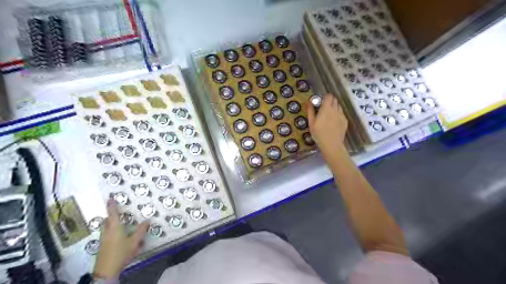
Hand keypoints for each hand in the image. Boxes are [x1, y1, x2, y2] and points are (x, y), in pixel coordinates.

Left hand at [93, 198, 148, 279]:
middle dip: (111, 215)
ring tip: (119, 224)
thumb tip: (148, 220)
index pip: (113, 214)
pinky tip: (118, 237)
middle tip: (118, 212)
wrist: (106, 271)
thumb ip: (141, 231)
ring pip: (106, 228)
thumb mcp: (135, 242)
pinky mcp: (102, 246)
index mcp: (115, 228)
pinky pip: (106, 234)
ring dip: (110, 224)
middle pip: (107, 221)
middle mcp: (107, 231)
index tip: (110, 198)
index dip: (112, 206)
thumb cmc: (121, 253)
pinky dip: (111, 231)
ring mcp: (103, 240)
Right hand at [306, 94, 350, 156]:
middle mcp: (335, 109)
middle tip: (324, 107)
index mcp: (326, 108)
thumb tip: (308, 102)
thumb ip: (310, 111)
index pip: (328, 96)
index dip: (325, 96)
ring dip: (334, 107)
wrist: (332, 144)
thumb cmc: (319, 134)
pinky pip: (341, 113)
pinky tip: (333, 122)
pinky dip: (338, 114)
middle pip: (334, 100)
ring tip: (329, 115)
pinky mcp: (345, 121)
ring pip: (339, 106)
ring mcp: (341, 115)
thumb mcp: (311, 123)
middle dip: (330, 101)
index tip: (321, 100)